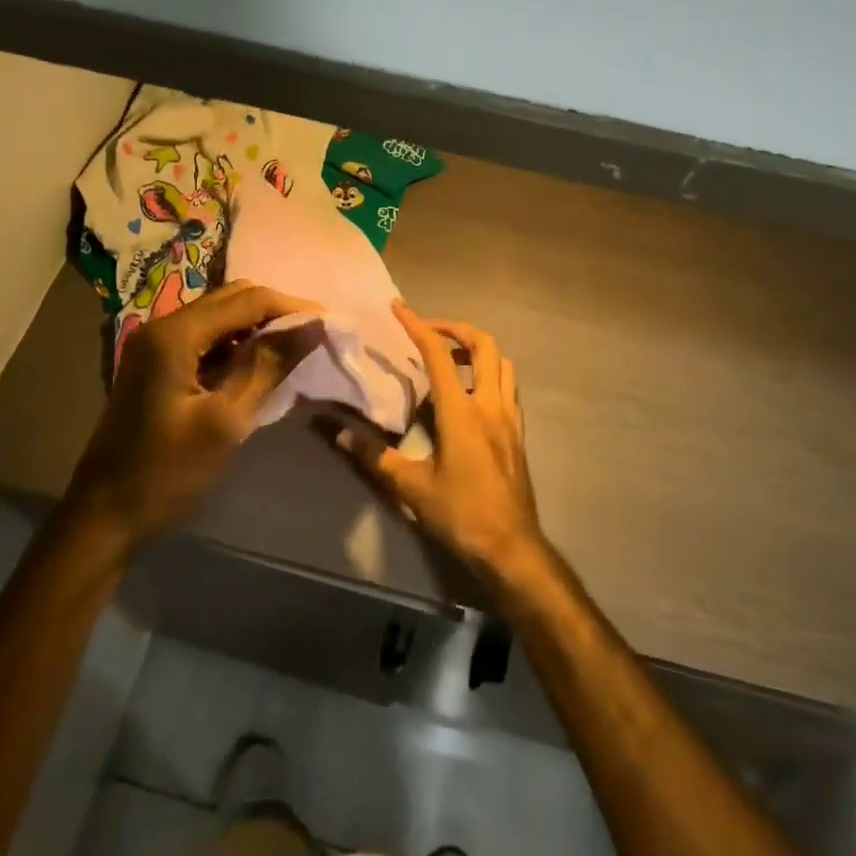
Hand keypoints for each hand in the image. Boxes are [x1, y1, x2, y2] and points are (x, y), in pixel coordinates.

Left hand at [66, 281, 319, 551]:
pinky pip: (207, 338)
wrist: (104, 517)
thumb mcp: (226, 421)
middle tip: (316, 335)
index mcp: (175, 334)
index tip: (331, 323)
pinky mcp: (158, 364)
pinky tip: (260, 364)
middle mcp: (163, 326)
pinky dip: (237, 343)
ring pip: (220, 316)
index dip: (292, 307)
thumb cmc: (166, 472)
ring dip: (258, 326)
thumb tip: (312, 326)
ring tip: (296, 348)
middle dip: (276, 311)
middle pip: (232, 299)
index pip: (247, 300)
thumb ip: (268, 365)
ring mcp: (157, 345)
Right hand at [335, 303, 546, 583]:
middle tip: (429, 331)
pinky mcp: (518, 433)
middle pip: (484, 345)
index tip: (398, 307)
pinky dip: (490, 373)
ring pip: (502, 363)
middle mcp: (490, 404)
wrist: (512, 547)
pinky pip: (508, 386)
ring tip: (450, 358)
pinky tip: (470, 393)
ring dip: (477, 349)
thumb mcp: (411, 487)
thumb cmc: (461, 514)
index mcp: (462, 411)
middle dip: (456, 328)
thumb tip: (338, 431)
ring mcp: (509, 417)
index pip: (439, 354)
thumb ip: (374, 455)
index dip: (417, 325)